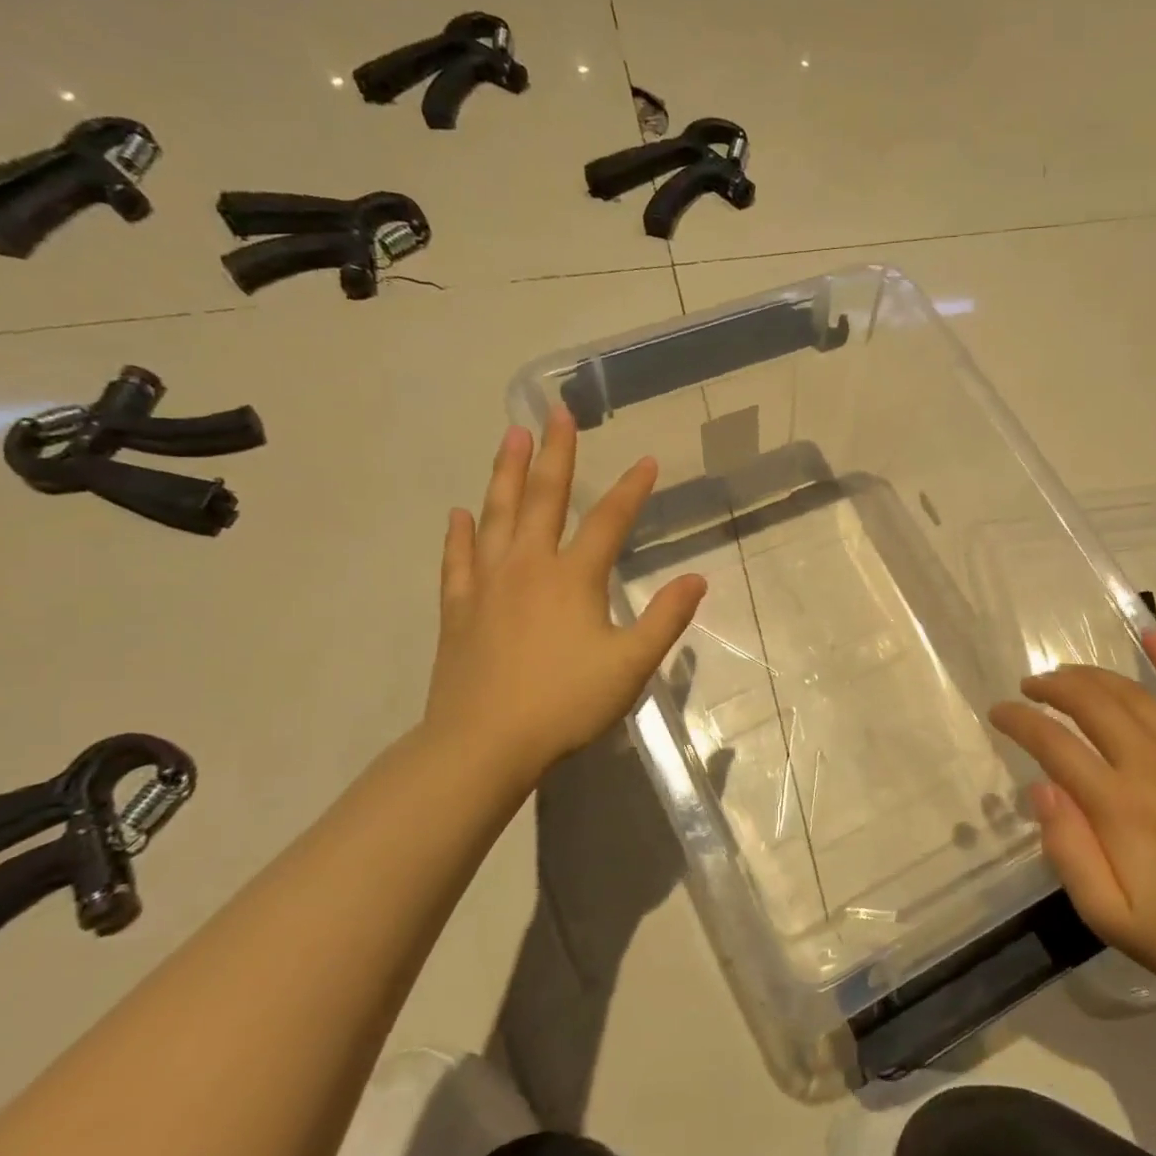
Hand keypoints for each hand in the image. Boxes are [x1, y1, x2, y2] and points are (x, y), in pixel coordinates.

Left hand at [419, 408, 706, 802]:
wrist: (483, 744)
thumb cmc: (565, 703)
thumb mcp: (630, 664)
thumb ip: (666, 618)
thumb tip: (698, 579)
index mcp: (572, 578)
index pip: (608, 521)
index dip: (631, 490)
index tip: (647, 460)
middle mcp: (527, 567)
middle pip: (543, 498)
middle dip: (555, 454)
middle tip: (554, 411)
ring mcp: (487, 585)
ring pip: (496, 516)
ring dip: (505, 473)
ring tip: (510, 436)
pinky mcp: (458, 610)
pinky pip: (457, 561)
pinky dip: (458, 535)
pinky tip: (458, 514)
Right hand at [989, 632, 1155, 997]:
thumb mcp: (1106, 915)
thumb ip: (1068, 850)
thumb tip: (1041, 789)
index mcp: (1117, 805)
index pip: (1054, 744)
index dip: (1019, 721)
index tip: (999, 713)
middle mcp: (1152, 766)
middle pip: (1089, 705)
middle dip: (1051, 688)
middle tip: (1030, 688)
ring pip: (1132, 694)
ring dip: (1091, 676)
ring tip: (1066, 674)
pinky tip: (1152, 635)